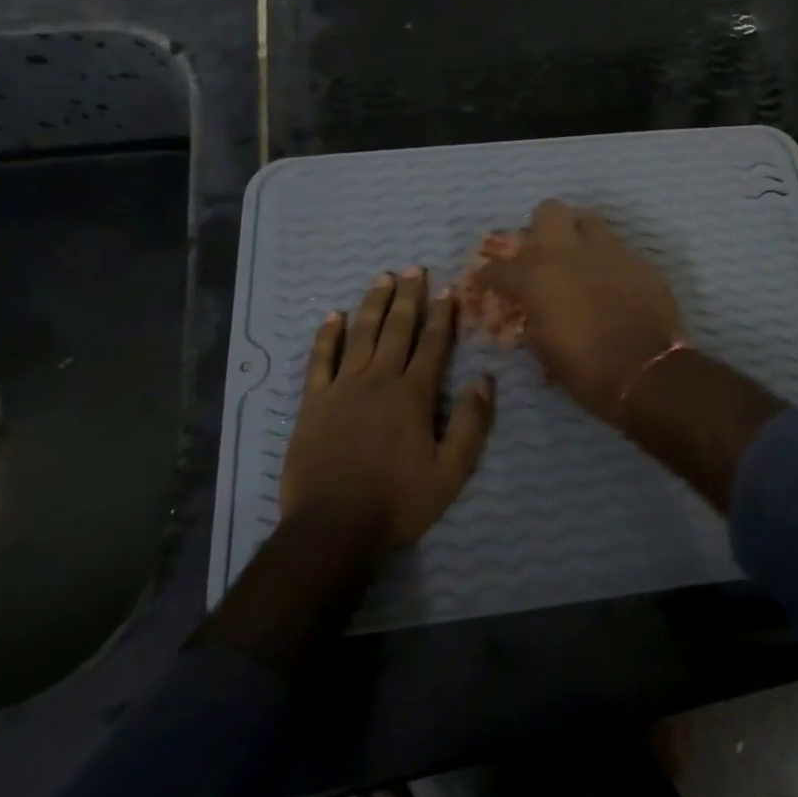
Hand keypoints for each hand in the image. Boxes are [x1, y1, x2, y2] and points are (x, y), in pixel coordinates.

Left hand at [280, 268, 494, 555]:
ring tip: (381, 278)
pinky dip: (326, 336)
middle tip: (413, 268)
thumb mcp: (450, 472)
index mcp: (413, 395)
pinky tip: (333, 316)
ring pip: (360, 335)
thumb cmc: (397, 502)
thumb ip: (470, 424)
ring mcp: (342, 388)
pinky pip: (320, 360)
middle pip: (396, 329)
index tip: (448, 289)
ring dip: (373, 304)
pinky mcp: (313, 403)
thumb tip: (484, 380)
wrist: (332, 527)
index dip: (442, 315)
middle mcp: (379, 380)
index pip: (433, 344)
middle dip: (408, 297)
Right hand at [475, 200, 681, 423]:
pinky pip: (616, 246)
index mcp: (537, 277)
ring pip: (587, 220)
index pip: (499, 267)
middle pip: (548, 212)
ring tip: (578, 259)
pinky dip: (606, 259)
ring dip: (577, 235)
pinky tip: (610, 281)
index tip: (487, 283)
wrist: (648, 372)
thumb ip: (531, 321)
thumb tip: (528, 312)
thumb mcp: (544, 352)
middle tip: (542, 255)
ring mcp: (608, 251)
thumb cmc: (587, 370)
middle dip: (540, 230)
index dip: (488, 276)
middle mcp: (569, 253)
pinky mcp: (638, 259)